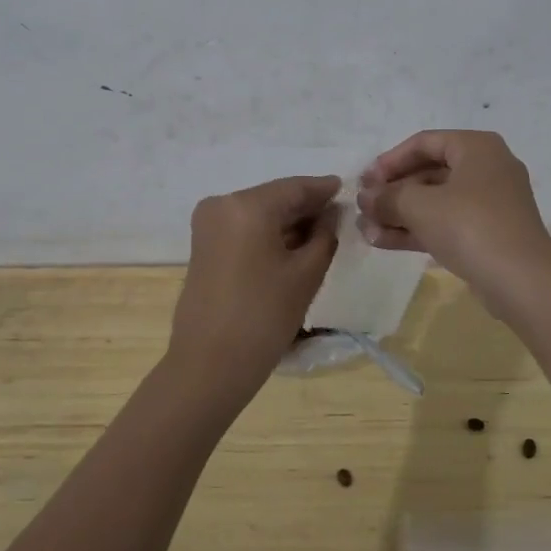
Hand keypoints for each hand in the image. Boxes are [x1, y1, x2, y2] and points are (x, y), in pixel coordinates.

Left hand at [168, 175, 341, 399]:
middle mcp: (222, 204)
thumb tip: (331, 213)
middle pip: (274, 198)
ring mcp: (208, 224)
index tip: (348, 189)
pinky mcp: (203, 245)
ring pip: (259, 213)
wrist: (211, 363)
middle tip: (339, 216)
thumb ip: (325, 234)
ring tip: (321, 234)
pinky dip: (268, 233)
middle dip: (306, 207)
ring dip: (288, 222)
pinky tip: (292, 246)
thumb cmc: (264, 316)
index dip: (323, 189)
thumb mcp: (307, 273)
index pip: (295, 187)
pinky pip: (243, 228)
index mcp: (247, 205)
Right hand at [357, 131, 550, 310]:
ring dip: (399, 214)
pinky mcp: (487, 234)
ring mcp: (489, 204)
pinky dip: (417, 230)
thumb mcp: (420, 206)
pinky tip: (383, 241)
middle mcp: (486, 169)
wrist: (522, 281)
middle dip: (392, 192)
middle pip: (428, 172)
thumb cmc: (470, 227)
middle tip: (363, 207)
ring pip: (435, 202)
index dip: (389, 161)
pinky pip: (445, 224)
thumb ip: (388, 197)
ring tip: (365, 229)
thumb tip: (366, 197)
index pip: (424, 143)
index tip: (364, 181)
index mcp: (476, 148)